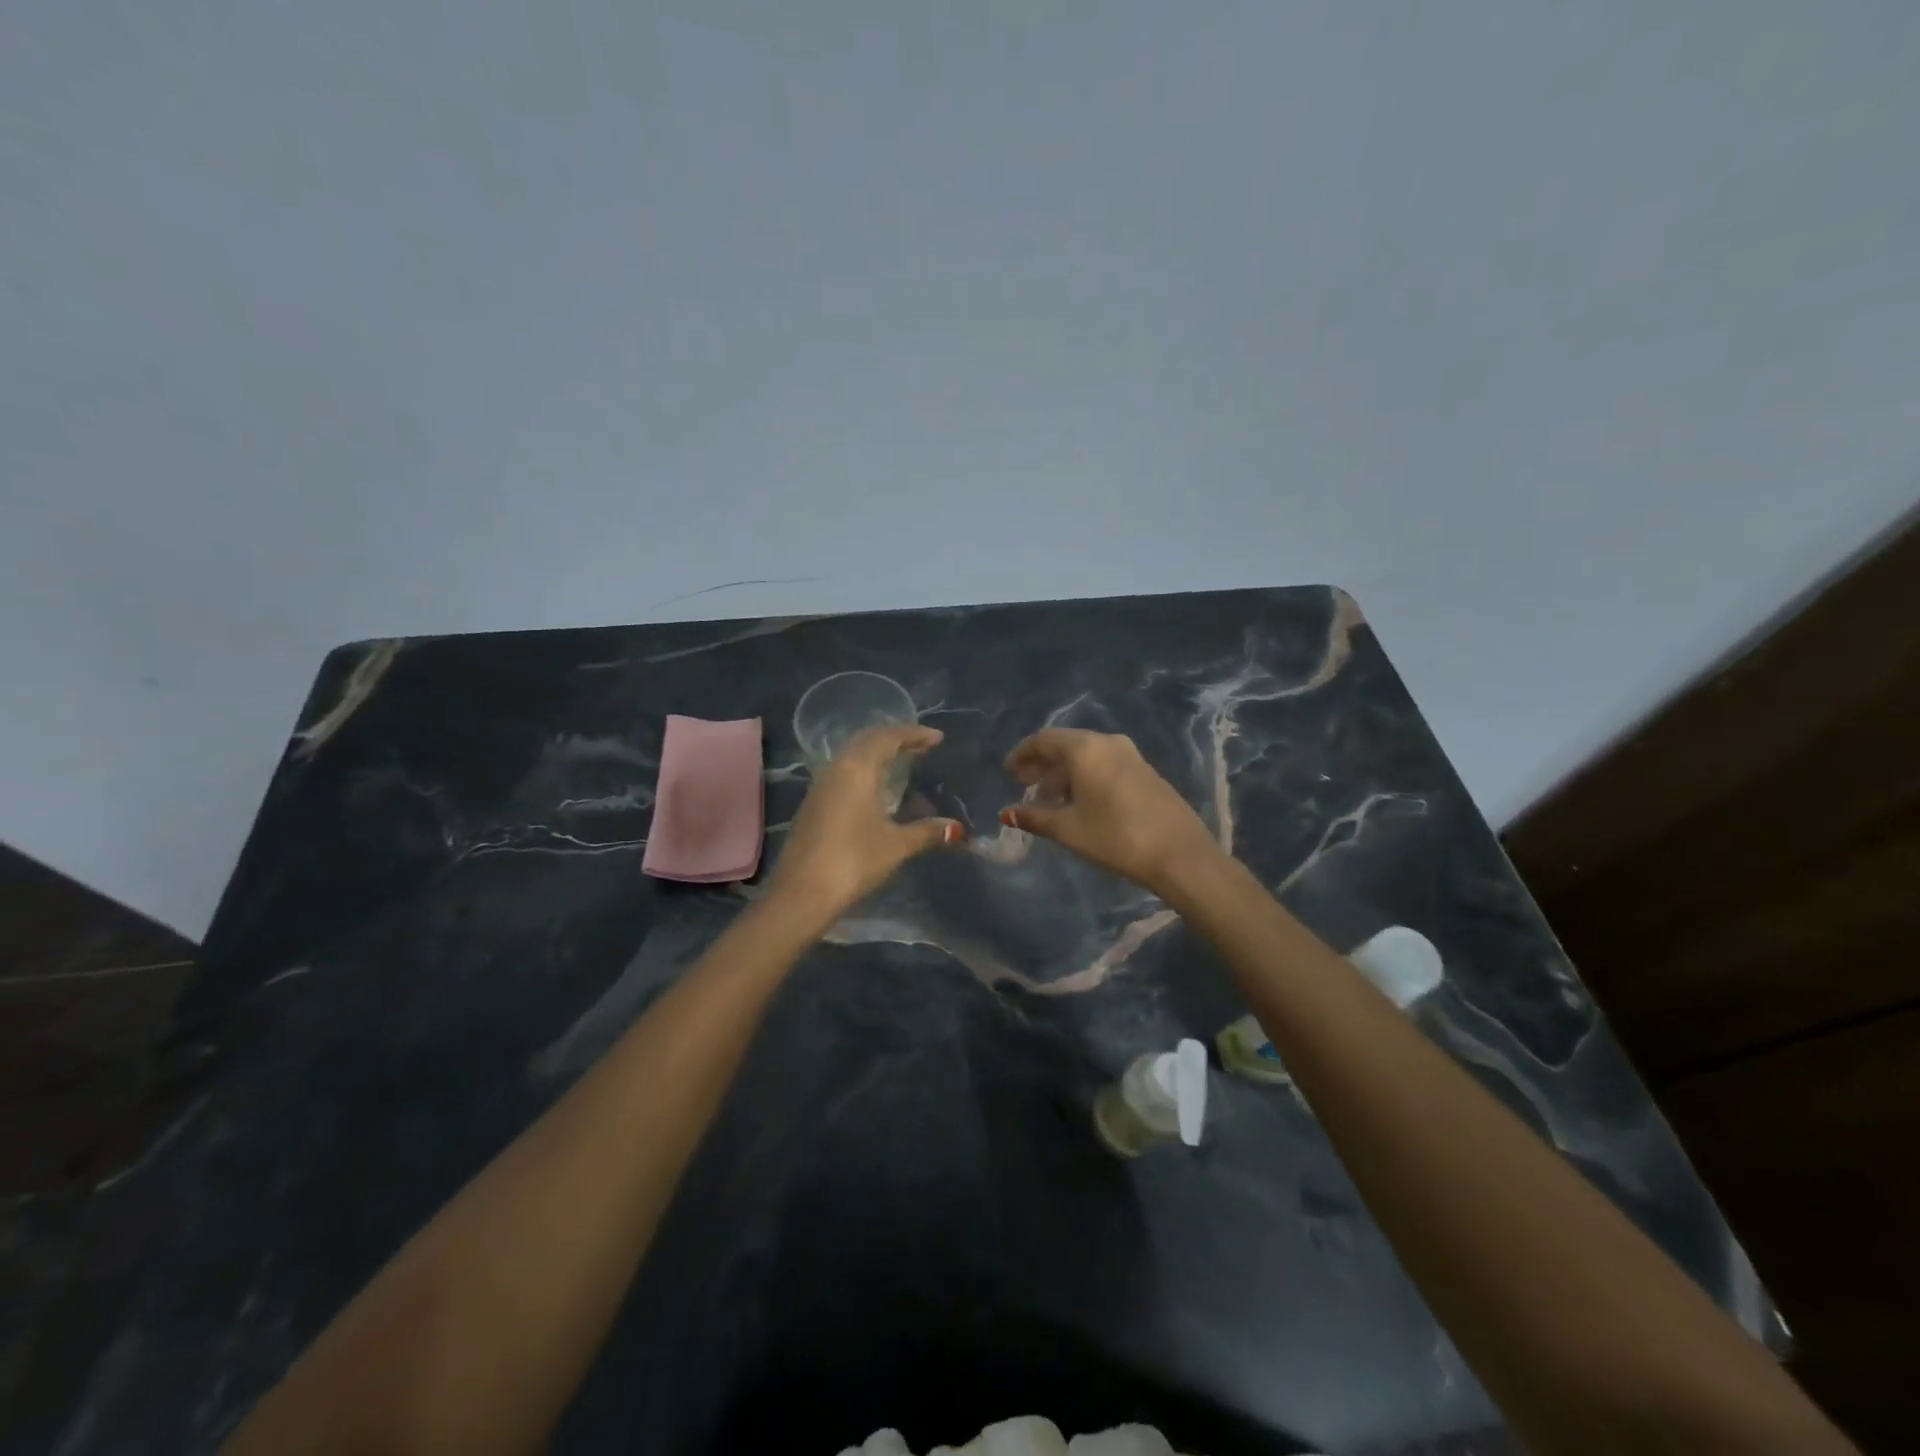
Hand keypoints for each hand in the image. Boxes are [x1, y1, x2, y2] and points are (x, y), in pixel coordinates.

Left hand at [768, 724, 963, 922]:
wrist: (801, 893)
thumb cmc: (853, 861)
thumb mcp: (896, 845)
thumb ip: (927, 831)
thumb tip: (956, 828)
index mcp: (857, 769)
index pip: (888, 738)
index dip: (914, 734)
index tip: (938, 738)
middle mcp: (836, 769)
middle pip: (867, 741)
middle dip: (896, 739)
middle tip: (922, 746)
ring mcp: (820, 786)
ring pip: (852, 756)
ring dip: (878, 753)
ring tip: (903, 762)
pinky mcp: (813, 804)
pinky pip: (843, 772)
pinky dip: (865, 769)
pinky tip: (877, 788)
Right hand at [1000, 728, 1222, 896]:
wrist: (1180, 854)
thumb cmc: (1116, 837)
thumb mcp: (1068, 829)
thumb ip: (1034, 817)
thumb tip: (1007, 813)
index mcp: (1085, 748)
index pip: (1044, 740)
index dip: (1022, 754)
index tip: (1008, 773)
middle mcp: (1108, 742)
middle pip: (1066, 745)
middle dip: (1042, 764)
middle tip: (1024, 786)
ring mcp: (1131, 755)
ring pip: (1087, 756)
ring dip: (1064, 774)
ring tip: (1049, 801)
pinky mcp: (1145, 771)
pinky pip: (1105, 764)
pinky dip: (1085, 777)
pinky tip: (1080, 803)